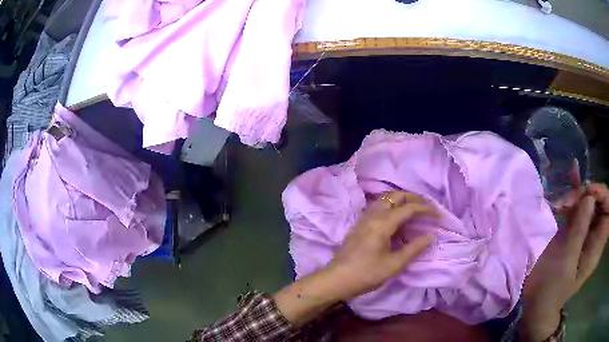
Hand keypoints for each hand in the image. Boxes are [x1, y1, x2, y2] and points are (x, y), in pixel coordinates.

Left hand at [274, 191, 436, 326]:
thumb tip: (431, 236)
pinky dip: (390, 205)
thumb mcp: (393, 265)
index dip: (426, 209)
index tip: (438, 214)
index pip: (408, 208)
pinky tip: (395, 216)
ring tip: (414, 208)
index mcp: (383, 224)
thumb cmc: (366, 274)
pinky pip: (377, 206)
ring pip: (385, 199)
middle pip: (395, 196)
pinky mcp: (358, 224)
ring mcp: (363, 218)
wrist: (336, 279)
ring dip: (401, 199)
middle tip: (427, 206)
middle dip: (414, 198)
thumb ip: (413, 249)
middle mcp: (372, 215)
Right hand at [520, 166, 608, 340]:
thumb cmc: (552, 289)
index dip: (603, 196)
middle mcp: (594, 234)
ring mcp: (584, 230)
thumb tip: (589, 198)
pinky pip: (578, 205)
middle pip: (599, 202)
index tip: (589, 194)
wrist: (537, 302)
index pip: (608, 212)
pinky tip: (573, 172)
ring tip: (562, 201)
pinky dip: (576, 190)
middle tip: (570, 201)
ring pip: (588, 201)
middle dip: (587, 195)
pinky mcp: (574, 229)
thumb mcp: (566, 262)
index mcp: (596, 246)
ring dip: (577, 194)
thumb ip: (579, 230)